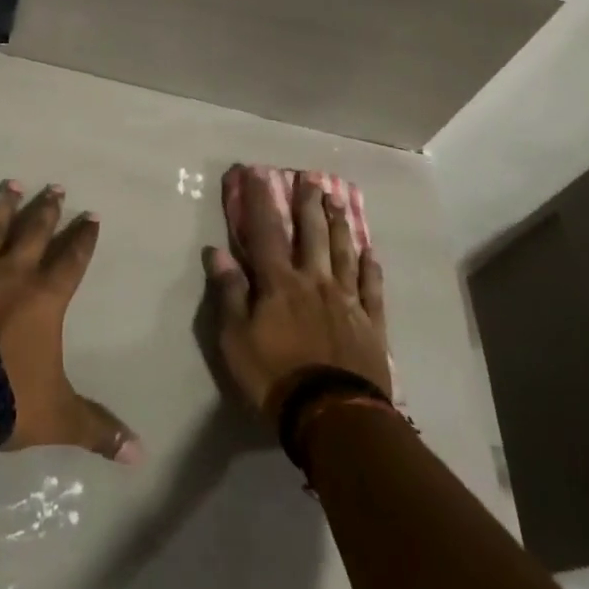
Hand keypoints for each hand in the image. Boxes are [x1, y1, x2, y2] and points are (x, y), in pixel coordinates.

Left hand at [0, 180, 140, 461]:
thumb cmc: (6, 398)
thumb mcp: (59, 416)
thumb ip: (98, 428)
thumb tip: (140, 454)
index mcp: (45, 297)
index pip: (72, 259)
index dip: (84, 238)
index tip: (91, 216)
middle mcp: (12, 271)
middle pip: (34, 231)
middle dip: (47, 209)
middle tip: (54, 187)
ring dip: (2, 205)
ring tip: (10, 184)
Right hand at [203, 167, 390, 423]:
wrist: (333, 416)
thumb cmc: (275, 377)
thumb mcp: (235, 339)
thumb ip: (229, 293)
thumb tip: (217, 252)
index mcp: (279, 282)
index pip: (265, 231)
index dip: (260, 200)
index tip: (257, 172)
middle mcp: (314, 281)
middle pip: (312, 234)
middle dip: (309, 204)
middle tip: (311, 178)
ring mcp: (346, 301)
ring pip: (344, 253)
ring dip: (340, 225)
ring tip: (338, 201)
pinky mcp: (371, 325)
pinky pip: (371, 289)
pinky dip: (371, 269)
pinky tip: (371, 253)